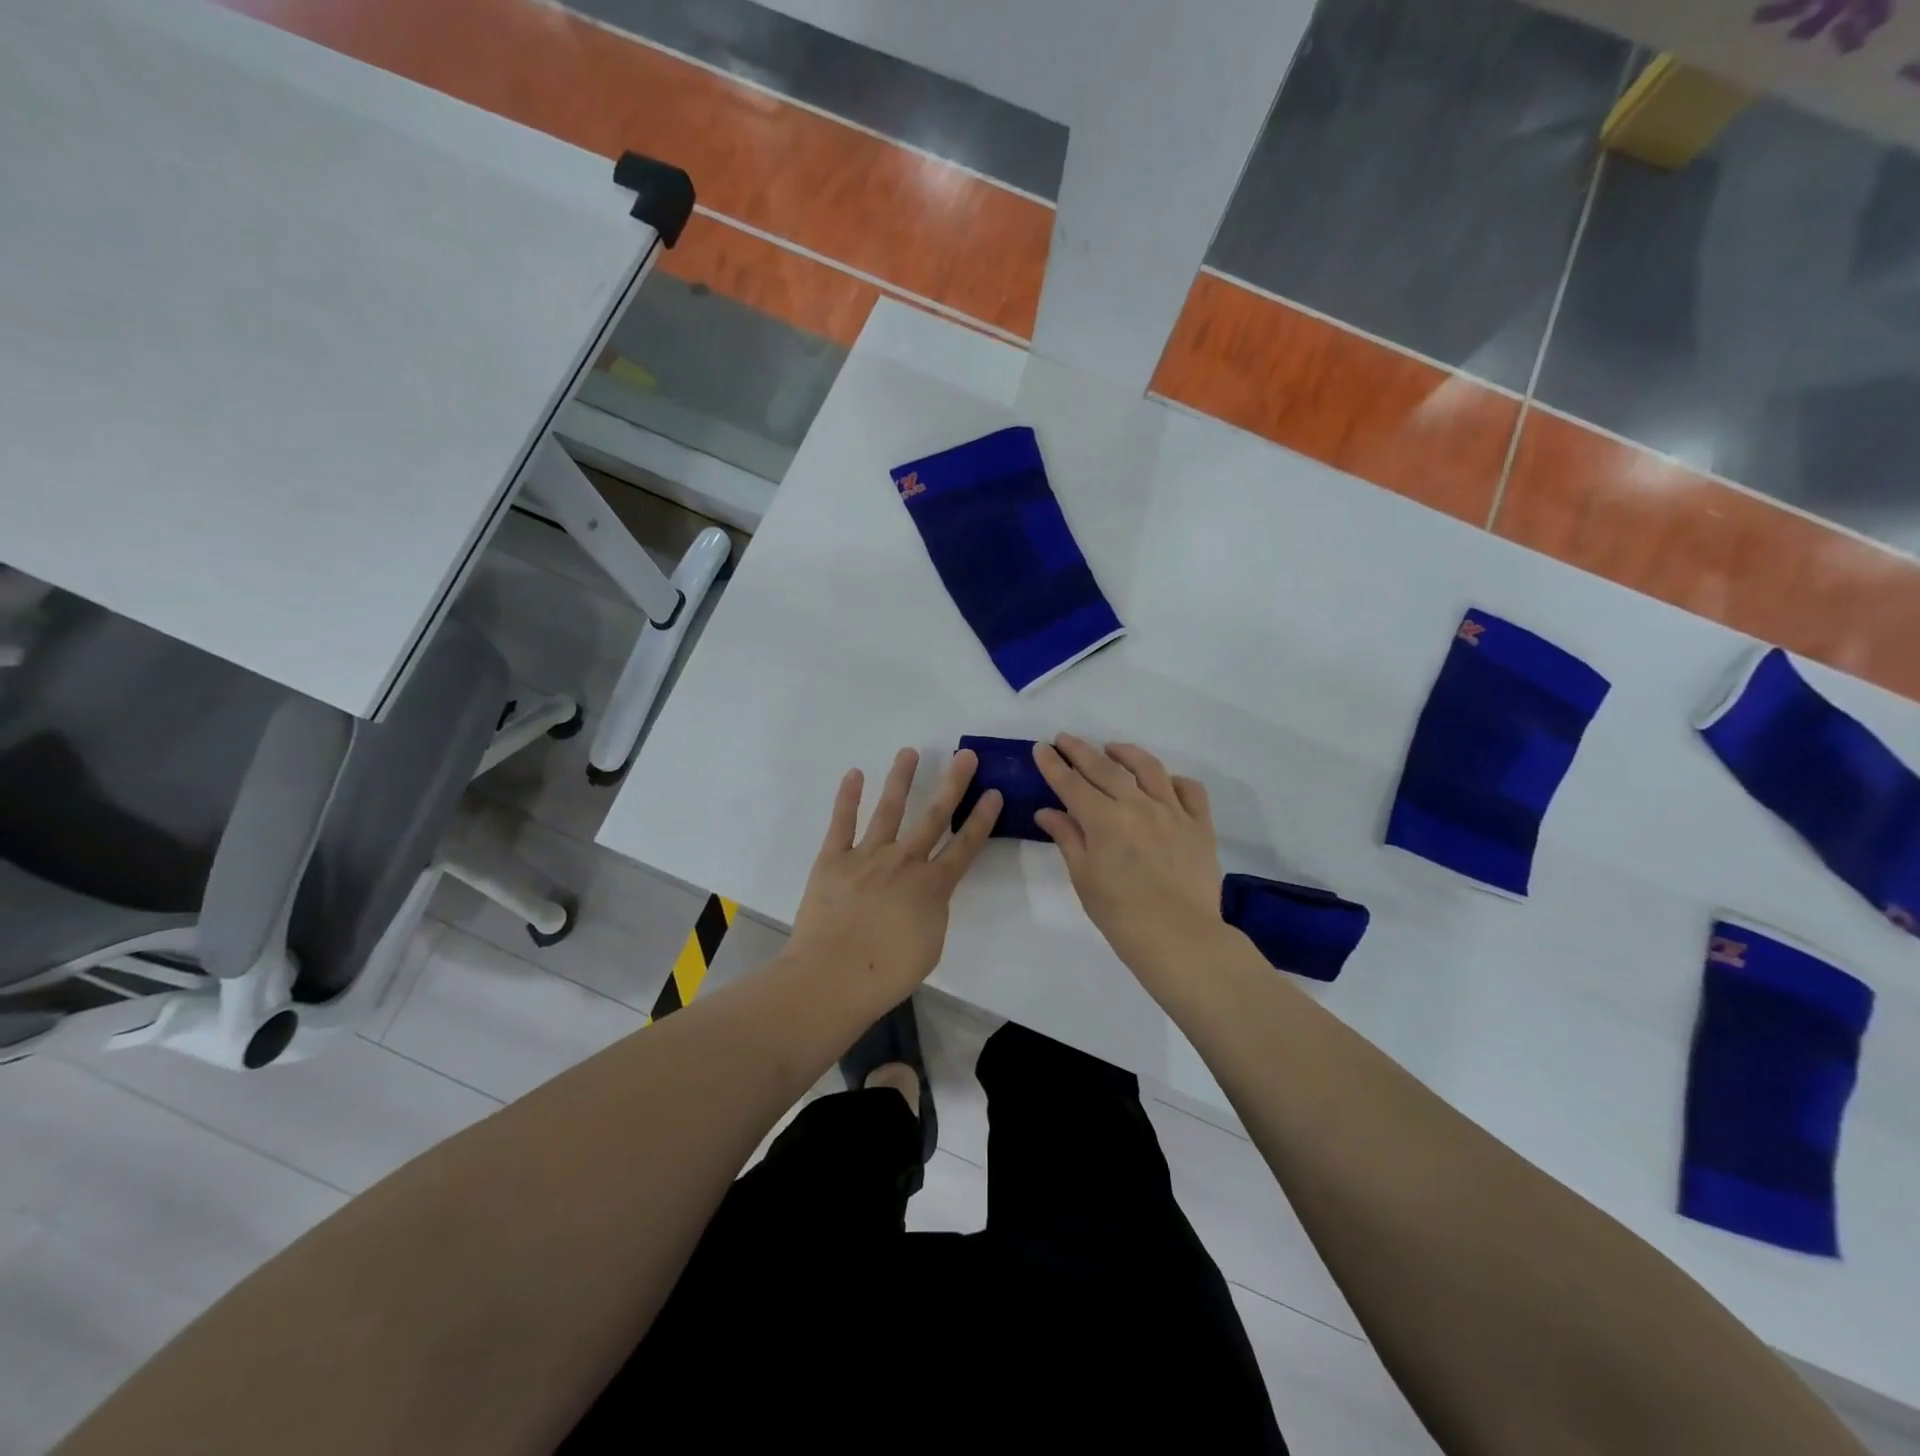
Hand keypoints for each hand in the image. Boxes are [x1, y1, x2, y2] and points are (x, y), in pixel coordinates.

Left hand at [786, 748, 1001, 1011]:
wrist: (831, 979)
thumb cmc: (886, 974)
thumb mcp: (930, 945)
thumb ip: (934, 910)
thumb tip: (929, 890)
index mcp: (932, 886)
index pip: (965, 846)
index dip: (982, 819)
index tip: (994, 792)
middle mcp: (904, 861)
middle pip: (933, 816)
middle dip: (953, 784)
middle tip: (965, 755)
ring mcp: (866, 856)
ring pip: (889, 810)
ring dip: (901, 779)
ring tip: (909, 752)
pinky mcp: (833, 859)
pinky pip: (842, 823)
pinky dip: (848, 797)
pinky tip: (855, 774)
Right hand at [1032, 735, 1224, 982]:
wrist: (1179, 937)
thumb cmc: (1121, 914)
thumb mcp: (1084, 877)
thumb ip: (1068, 838)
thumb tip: (1047, 812)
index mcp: (1104, 819)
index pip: (1071, 783)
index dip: (1054, 764)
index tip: (1041, 747)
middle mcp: (1137, 805)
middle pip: (1104, 768)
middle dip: (1080, 750)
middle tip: (1064, 738)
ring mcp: (1172, 812)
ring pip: (1149, 768)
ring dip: (1126, 753)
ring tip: (1112, 748)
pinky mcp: (1199, 825)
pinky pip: (1189, 790)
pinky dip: (1174, 780)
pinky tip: (1162, 782)